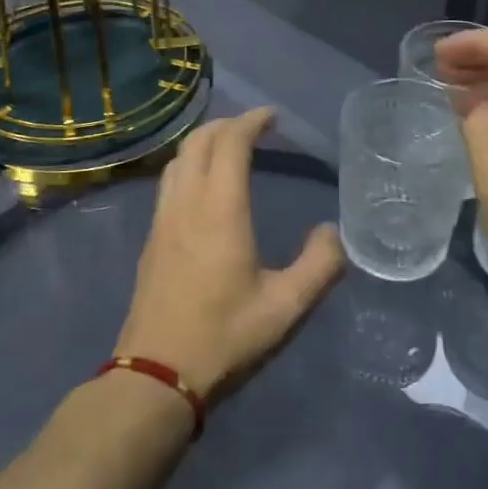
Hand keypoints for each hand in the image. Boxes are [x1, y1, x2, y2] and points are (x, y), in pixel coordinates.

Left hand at [115, 107, 344, 403]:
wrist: (156, 372)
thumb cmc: (224, 336)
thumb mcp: (285, 307)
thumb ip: (319, 266)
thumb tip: (335, 232)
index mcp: (220, 209)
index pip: (231, 143)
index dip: (251, 121)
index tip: (272, 116)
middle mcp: (186, 202)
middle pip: (200, 141)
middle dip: (227, 124)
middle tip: (255, 127)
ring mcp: (163, 218)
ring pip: (179, 159)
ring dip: (204, 141)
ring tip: (230, 147)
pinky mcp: (152, 236)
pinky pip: (169, 180)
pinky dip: (190, 164)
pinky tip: (203, 185)